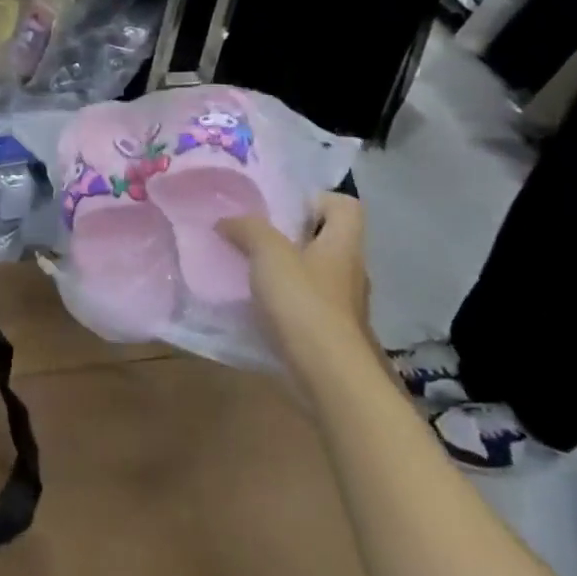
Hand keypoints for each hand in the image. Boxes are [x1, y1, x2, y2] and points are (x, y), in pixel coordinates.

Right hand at [220, 195, 376, 382]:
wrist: (329, 377)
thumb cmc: (304, 303)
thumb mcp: (269, 254)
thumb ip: (248, 229)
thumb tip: (227, 220)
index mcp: (343, 243)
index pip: (345, 205)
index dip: (317, 198)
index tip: (283, 207)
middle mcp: (349, 270)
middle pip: (326, 239)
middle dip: (292, 235)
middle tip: (254, 234)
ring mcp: (343, 305)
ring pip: (315, 273)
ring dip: (286, 269)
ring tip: (250, 269)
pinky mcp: (331, 334)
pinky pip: (306, 305)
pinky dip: (284, 301)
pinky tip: (257, 305)